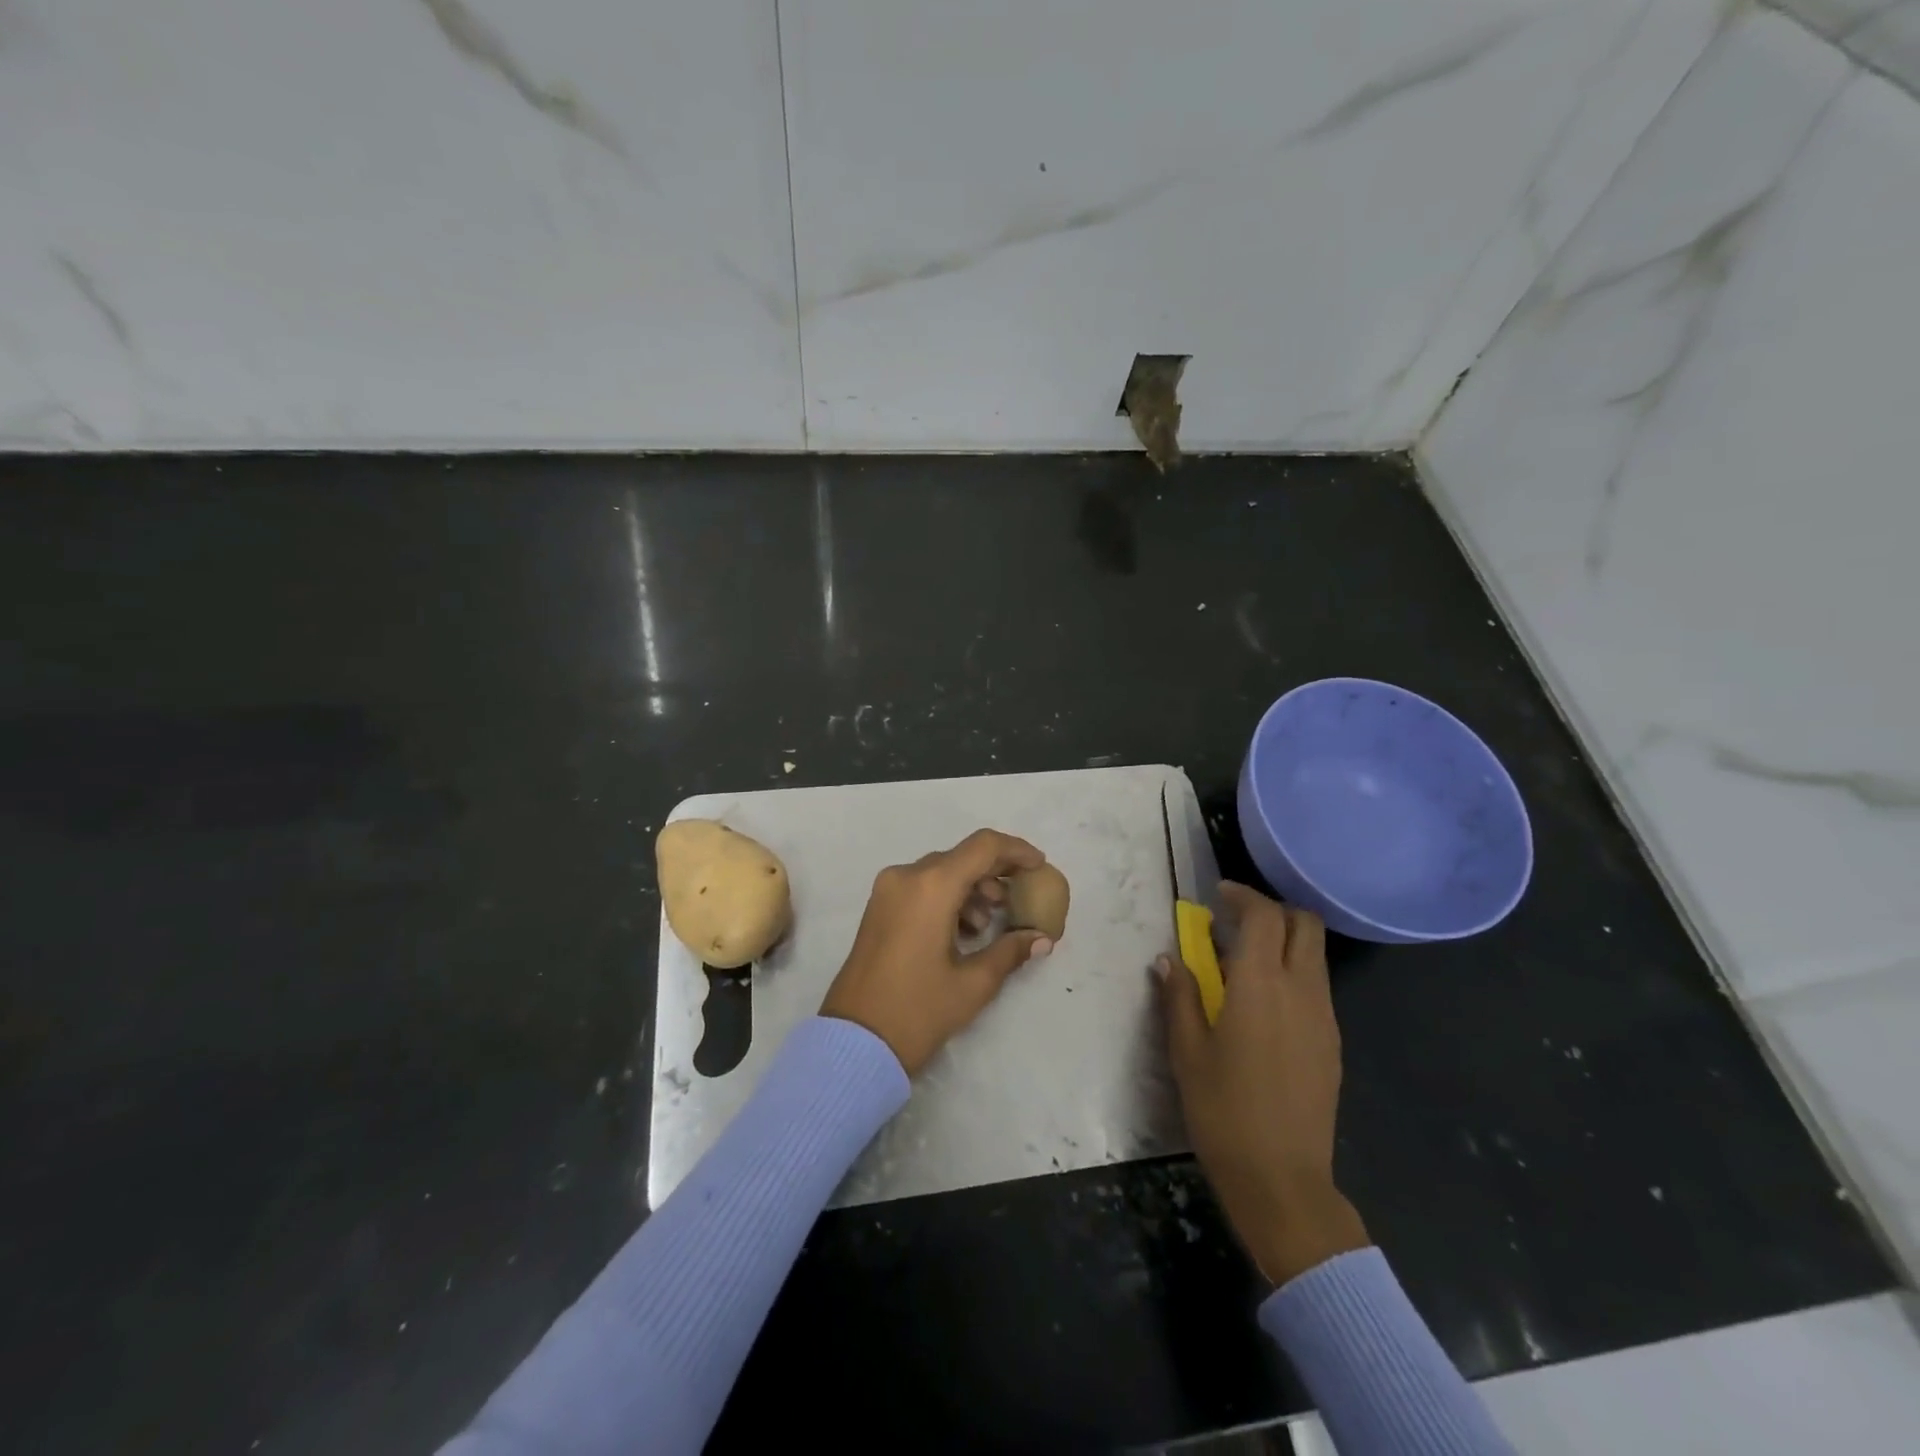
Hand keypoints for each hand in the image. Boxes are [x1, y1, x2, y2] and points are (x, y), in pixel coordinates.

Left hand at [821, 829, 1054, 1075]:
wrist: (854, 1042)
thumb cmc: (917, 1011)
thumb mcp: (973, 984)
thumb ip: (1011, 951)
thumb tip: (1042, 938)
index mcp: (931, 886)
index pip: (983, 847)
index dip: (1016, 851)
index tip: (1040, 866)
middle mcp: (906, 876)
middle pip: (961, 857)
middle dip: (995, 873)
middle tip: (1020, 899)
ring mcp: (887, 890)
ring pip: (941, 871)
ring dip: (971, 888)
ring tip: (988, 925)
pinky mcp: (878, 907)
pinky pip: (921, 887)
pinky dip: (947, 898)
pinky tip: (962, 932)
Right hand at [1157, 882, 1369, 1284]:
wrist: (1282, 1180)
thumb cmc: (1223, 1111)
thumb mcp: (1187, 1051)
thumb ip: (1179, 997)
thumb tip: (1169, 959)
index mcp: (1261, 986)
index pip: (1264, 916)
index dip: (1242, 896)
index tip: (1218, 896)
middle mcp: (1301, 990)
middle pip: (1304, 924)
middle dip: (1272, 911)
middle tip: (1236, 922)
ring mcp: (1324, 1017)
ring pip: (1314, 954)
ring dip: (1283, 942)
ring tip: (1244, 963)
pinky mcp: (1332, 1042)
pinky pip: (1317, 986)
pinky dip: (1293, 973)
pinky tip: (1263, 1004)